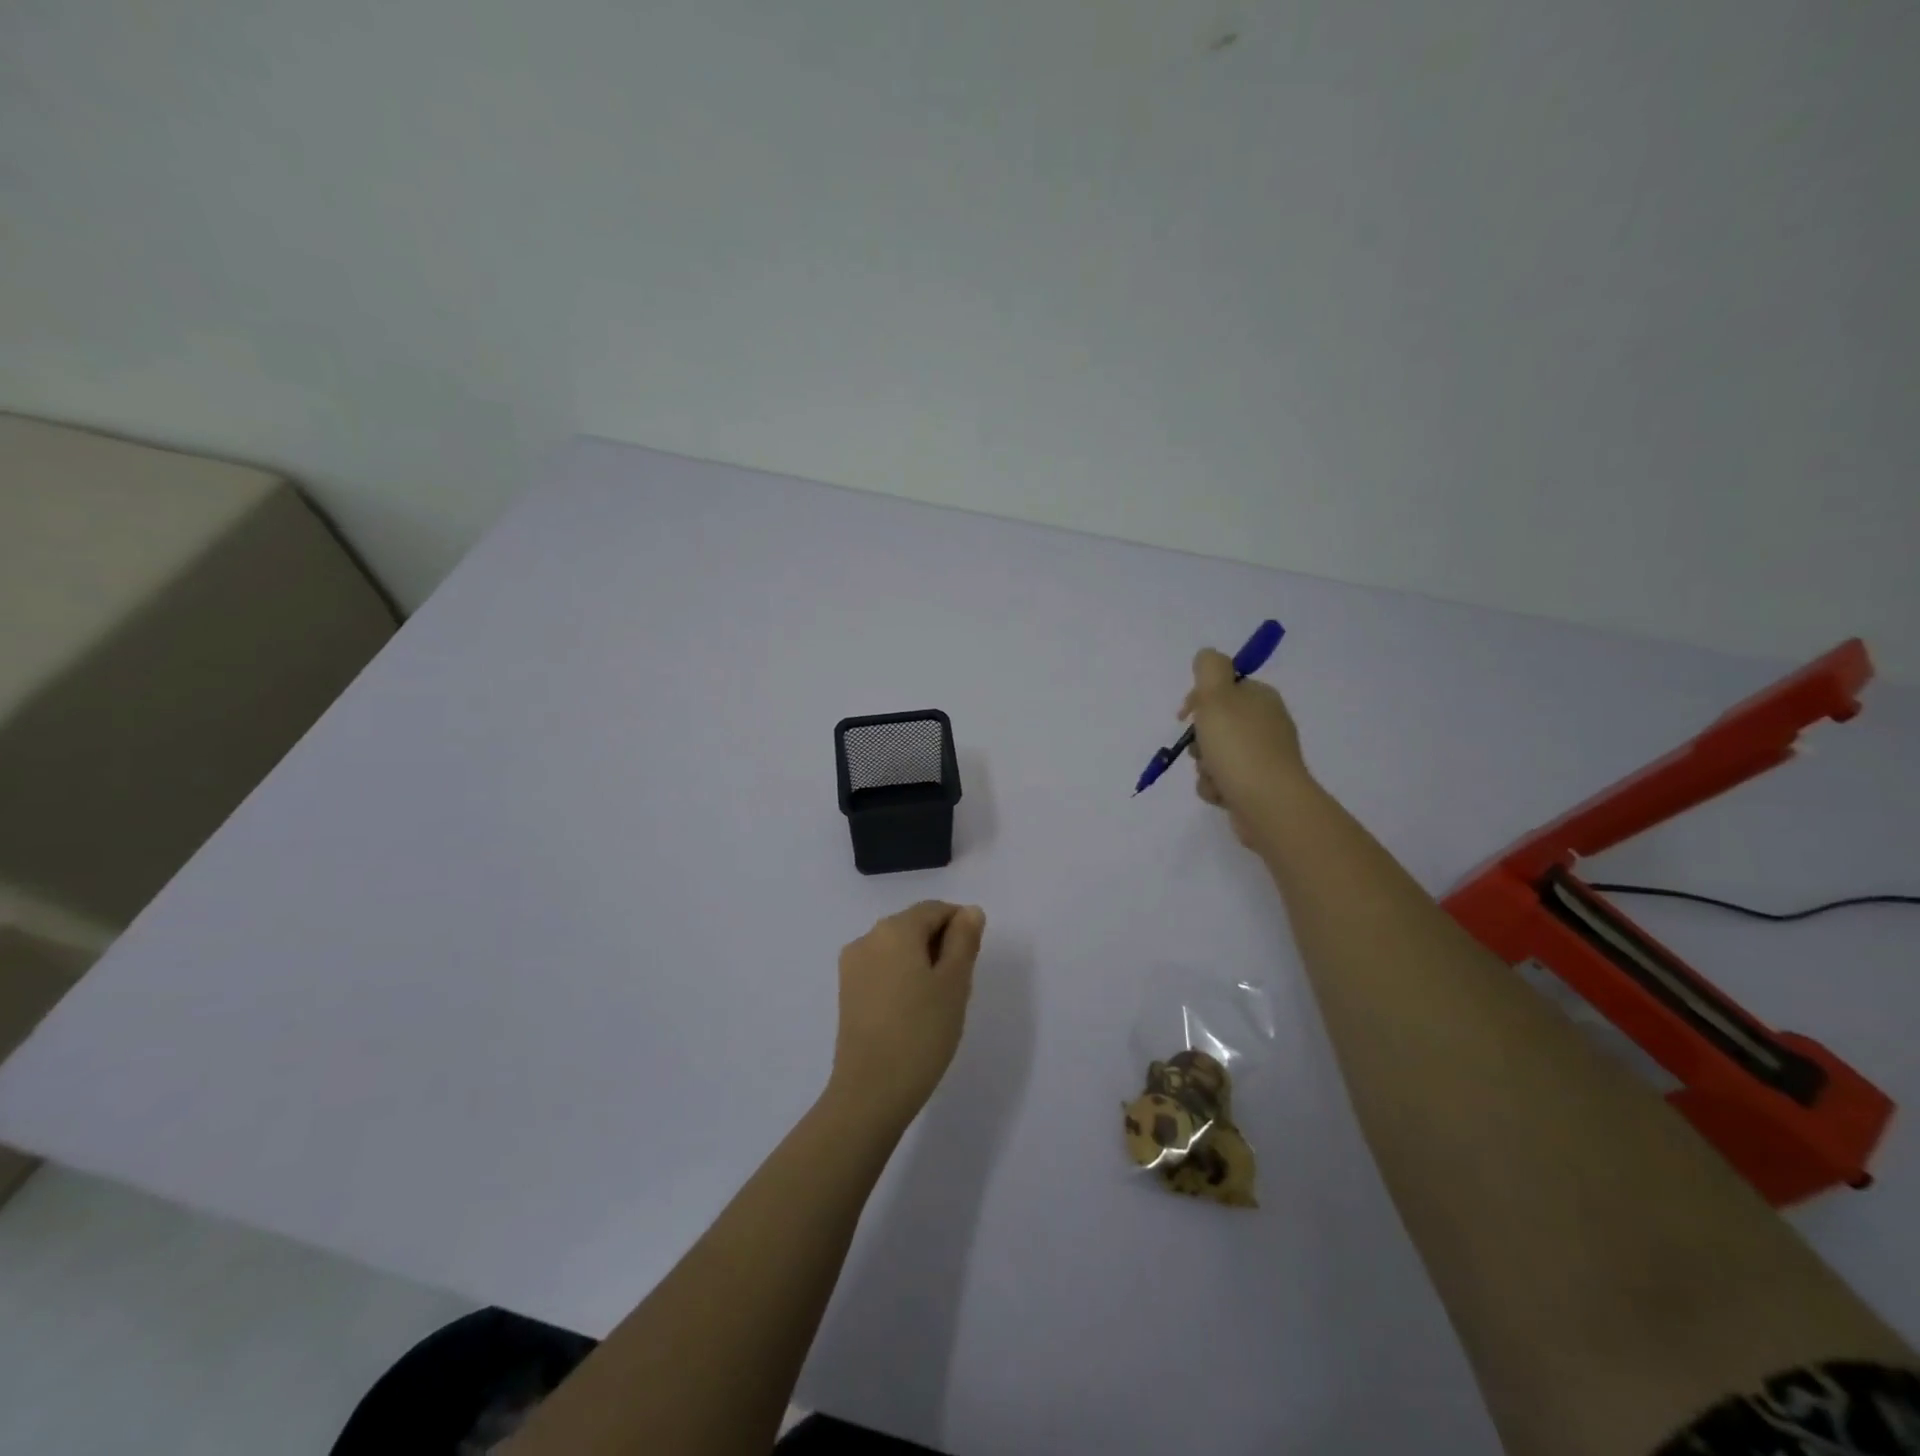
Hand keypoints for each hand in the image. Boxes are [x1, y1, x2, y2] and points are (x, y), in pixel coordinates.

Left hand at [828, 901, 986, 1130]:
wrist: (870, 1092)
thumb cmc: (921, 1032)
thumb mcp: (955, 983)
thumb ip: (964, 940)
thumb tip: (969, 911)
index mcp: (895, 929)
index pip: (935, 910)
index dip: (960, 926)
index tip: (973, 961)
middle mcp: (868, 937)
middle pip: (914, 926)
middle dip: (941, 945)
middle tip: (959, 987)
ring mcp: (852, 965)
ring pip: (898, 949)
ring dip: (922, 963)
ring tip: (938, 1003)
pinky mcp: (847, 991)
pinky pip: (883, 969)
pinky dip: (903, 978)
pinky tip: (914, 1011)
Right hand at [1181, 647, 1309, 849]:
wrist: (1268, 804)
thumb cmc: (1238, 747)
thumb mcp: (1216, 696)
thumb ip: (1209, 668)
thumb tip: (1207, 656)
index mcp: (1261, 698)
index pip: (1223, 688)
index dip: (1199, 699)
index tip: (1186, 715)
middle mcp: (1266, 724)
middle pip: (1216, 724)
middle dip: (1200, 739)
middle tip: (1202, 748)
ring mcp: (1264, 758)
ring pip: (1215, 755)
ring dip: (1204, 767)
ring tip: (1213, 775)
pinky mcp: (1258, 786)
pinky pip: (1223, 781)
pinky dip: (1216, 787)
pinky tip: (1221, 793)